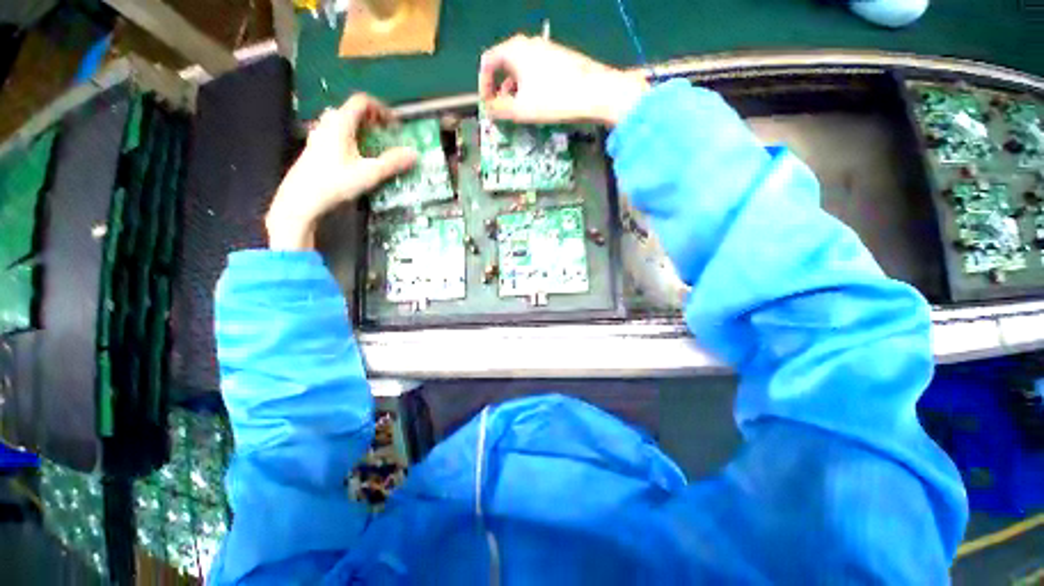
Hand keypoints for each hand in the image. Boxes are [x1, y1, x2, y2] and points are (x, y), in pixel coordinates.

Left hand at [266, 94, 417, 249]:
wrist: (302, 198)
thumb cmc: (336, 182)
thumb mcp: (370, 173)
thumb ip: (393, 162)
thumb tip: (414, 154)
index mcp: (340, 122)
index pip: (362, 101)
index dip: (382, 109)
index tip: (395, 126)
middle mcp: (328, 123)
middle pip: (353, 111)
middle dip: (374, 121)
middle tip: (387, 137)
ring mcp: (319, 134)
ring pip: (345, 123)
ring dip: (363, 131)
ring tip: (375, 148)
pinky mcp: (316, 147)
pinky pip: (338, 134)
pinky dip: (352, 139)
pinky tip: (358, 158)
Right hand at [479, 35, 649, 125]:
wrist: (596, 92)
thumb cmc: (554, 99)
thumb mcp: (521, 109)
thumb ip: (499, 109)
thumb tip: (488, 110)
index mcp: (515, 50)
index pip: (488, 62)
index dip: (483, 85)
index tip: (486, 105)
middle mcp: (529, 44)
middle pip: (505, 65)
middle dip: (499, 90)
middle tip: (501, 111)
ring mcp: (547, 50)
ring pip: (522, 70)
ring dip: (515, 91)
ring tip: (519, 112)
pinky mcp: (560, 59)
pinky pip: (536, 72)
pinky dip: (530, 88)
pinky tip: (537, 104)